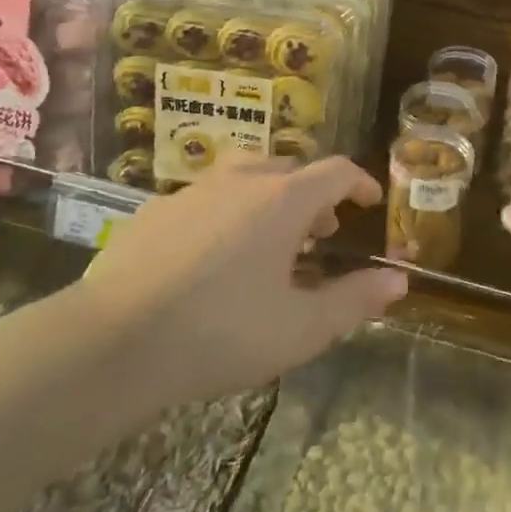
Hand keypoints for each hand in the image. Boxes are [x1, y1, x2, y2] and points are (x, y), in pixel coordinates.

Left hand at [81, 157, 404, 403]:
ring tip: (268, 241)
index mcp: (282, 200)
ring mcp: (191, 192)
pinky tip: (210, 258)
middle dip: (312, 194)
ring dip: (267, 199)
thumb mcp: (301, 328)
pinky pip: (202, 199)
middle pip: (288, 168)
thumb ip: (355, 300)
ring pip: (242, 177)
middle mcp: (239, 181)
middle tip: (319, 234)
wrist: (112, 343)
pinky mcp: (152, 212)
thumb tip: (399, 279)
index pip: (335, 171)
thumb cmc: (221, 333)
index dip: (358, 182)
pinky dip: (223, 214)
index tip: (369, 201)